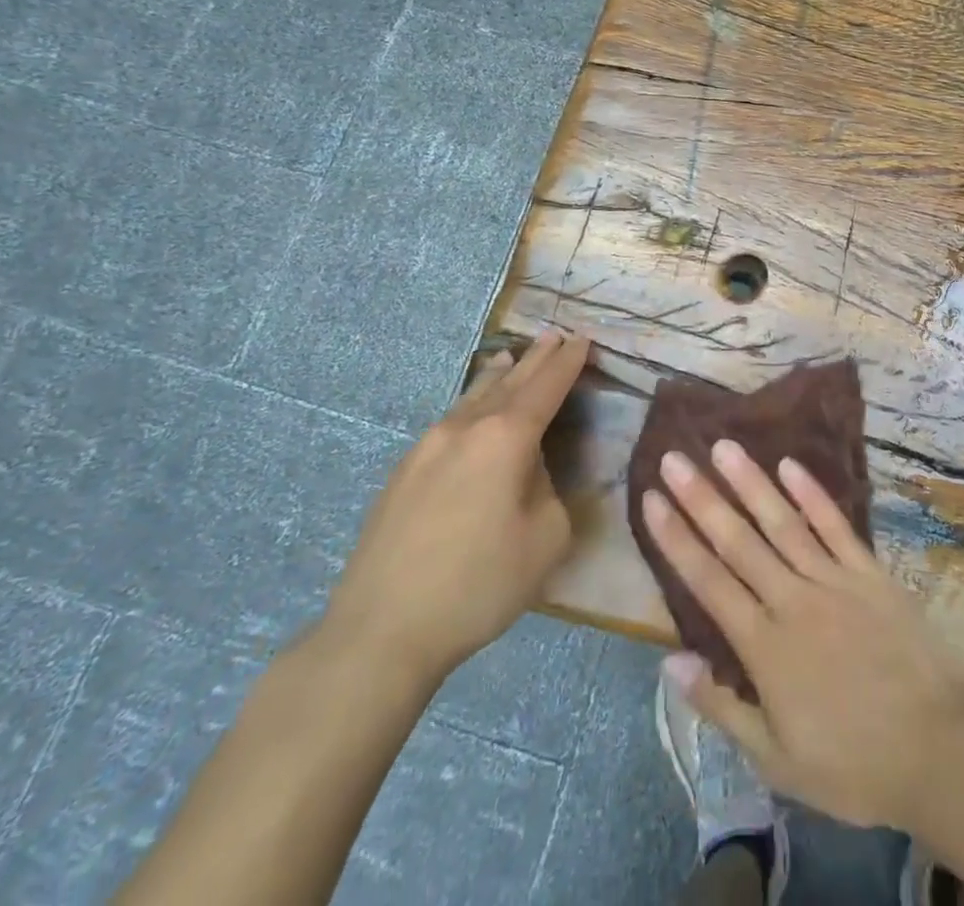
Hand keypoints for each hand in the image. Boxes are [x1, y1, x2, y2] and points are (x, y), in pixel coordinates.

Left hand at [321, 329, 589, 682]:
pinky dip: (472, 402)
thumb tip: (528, 473)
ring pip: (473, 397)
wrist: (380, 629)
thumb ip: (549, 491)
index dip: (568, 362)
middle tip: (554, 335)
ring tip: (511, 357)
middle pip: (509, 382)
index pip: (546, 387)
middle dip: (536, 359)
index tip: (582, 339)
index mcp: (506, 438)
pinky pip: (450, 420)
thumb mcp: (545, 539)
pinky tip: (472, 409)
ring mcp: (427, 446)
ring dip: (499, 376)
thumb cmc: (477, 584)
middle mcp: (465, 428)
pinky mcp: (404, 471)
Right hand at [641, 440, 963, 832]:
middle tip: (675, 458)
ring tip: (723, 446)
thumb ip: (721, 707)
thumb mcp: (777, 760)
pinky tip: (789, 464)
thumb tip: (669, 662)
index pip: (709, 581)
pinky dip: (811, 494)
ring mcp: (834, 580)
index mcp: (765, 647)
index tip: (652, 500)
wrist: (940, 750)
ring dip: (750, 483)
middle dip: (702, 497)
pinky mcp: (870, 573)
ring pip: (783, 523)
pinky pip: (835, 526)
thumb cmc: (853, 765)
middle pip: (739, 541)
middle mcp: (793, 600)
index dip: (676, 539)